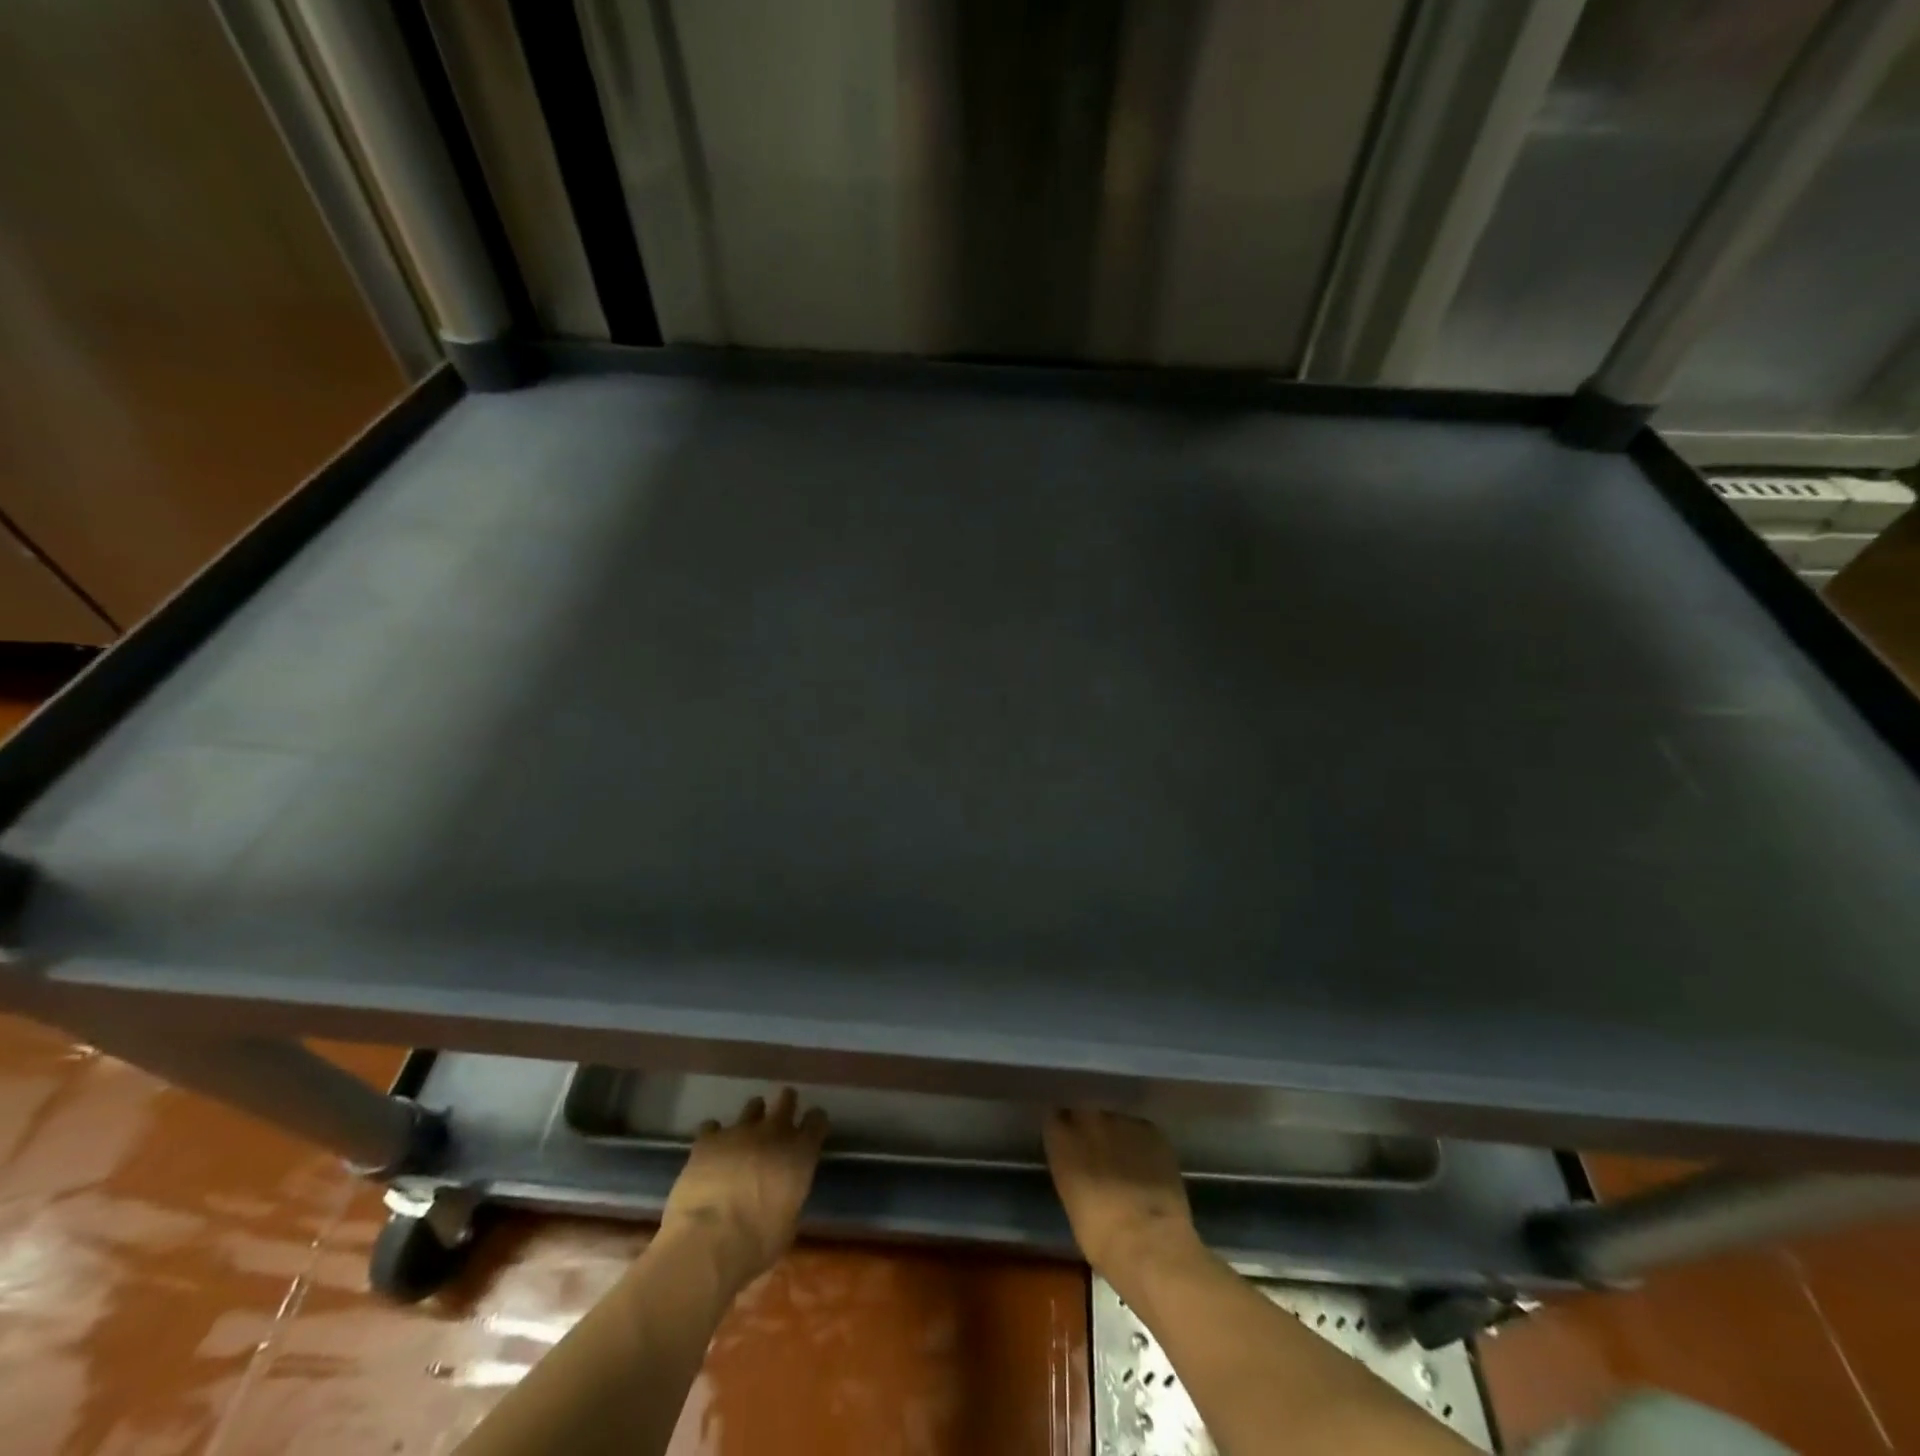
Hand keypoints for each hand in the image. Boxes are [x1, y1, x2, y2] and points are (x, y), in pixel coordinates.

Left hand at [659, 1089, 827, 1290]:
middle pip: (786, 1100)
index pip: (817, 1120)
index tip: (811, 1129)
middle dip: (786, 1104)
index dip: (814, 1122)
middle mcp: (774, 1132)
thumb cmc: (757, 1244)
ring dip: (753, 1116)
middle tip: (780, 1117)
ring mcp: (739, 1131)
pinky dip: (714, 1136)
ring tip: (745, 1133)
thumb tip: (783, 1192)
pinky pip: (713, 1126)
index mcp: (800, 1153)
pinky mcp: (708, 1139)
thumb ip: (790, 1194)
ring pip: (752, 1106)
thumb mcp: (788, 1223)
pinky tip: (711, 1150)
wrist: (708, 1242)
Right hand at [1043, 1107, 1199, 1278]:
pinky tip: (1147, 1164)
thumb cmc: (1100, 1236)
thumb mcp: (1072, 1199)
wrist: (1149, 1243)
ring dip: (1116, 1134)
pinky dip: (1141, 1143)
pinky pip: (1141, 1130)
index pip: (1055, 1118)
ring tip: (1126, 1158)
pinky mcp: (1151, 1130)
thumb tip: (1079, 1163)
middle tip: (1097, 1150)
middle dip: (1088, 1127)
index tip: (1068, 1143)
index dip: (1063, 1131)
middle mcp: (1089, 1120)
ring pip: (1115, 1120)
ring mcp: (1122, 1121)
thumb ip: (1071, 1167)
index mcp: (1062, 1139)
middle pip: (1085, 1112)